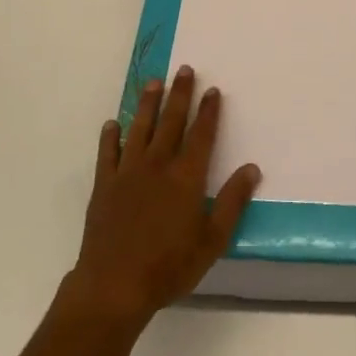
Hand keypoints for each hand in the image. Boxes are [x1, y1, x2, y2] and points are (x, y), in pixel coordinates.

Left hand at [62, 66, 260, 330]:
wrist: (113, 286)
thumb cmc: (169, 267)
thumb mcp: (212, 241)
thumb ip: (232, 202)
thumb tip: (252, 168)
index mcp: (186, 177)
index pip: (202, 135)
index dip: (209, 111)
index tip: (213, 89)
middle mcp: (158, 165)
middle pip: (171, 122)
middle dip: (180, 94)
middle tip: (184, 69)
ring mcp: (128, 173)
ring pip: (140, 128)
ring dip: (148, 104)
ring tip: (153, 81)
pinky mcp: (104, 185)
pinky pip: (107, 153)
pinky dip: (110, 136)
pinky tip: (113, 124)